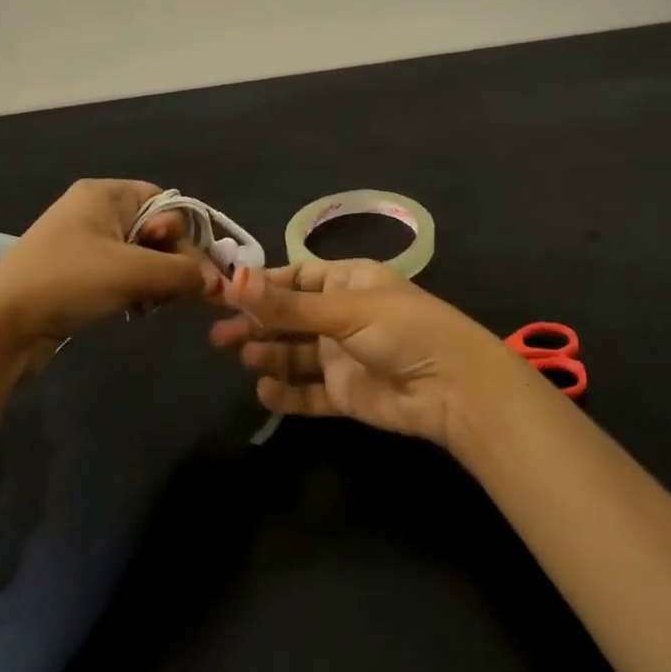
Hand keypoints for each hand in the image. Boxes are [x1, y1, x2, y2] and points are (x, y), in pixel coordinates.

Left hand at [0, 179, 201, 355]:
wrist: (0, 325)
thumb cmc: (68, 282)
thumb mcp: (134, 272)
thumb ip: (183, 272)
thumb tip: (216, 282)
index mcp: (105, 194)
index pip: (166, 202)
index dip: (184, 233)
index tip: (191, 267)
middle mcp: (95, 210)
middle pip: (156, 229)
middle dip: (171, 260)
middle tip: (176, 291)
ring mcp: (83, 242)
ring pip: (141, 254)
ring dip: (155, 278)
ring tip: (152, 303)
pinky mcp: (76, 272)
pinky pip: (121, 272)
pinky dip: (135, 289)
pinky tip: (137, 310)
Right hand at [205, 259, 533, 451]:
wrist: (452, 388)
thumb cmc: (402, 329)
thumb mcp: (343, 309)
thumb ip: (287, 304)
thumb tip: (233, 280)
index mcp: (347, 282)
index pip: (295, 278)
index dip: (261, 286)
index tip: (223, 292)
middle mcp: (342, 316)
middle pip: (289, 317)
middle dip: (256, 323)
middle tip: (219, 335)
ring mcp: (343, 356)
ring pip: (294, 354)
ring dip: (269, 354)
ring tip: (245, 357)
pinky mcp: (345, 393)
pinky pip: (307, 392)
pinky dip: (286, 393)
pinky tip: (265, 391)